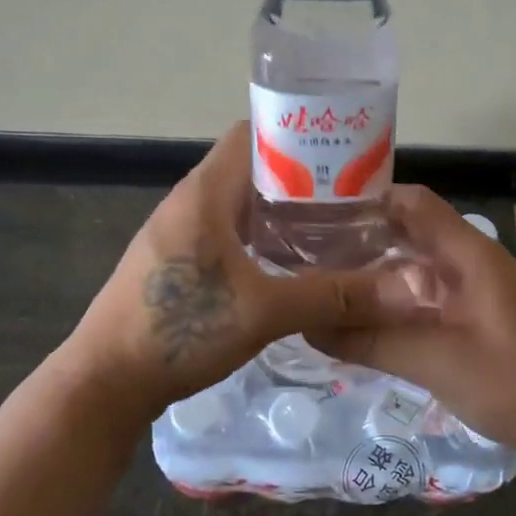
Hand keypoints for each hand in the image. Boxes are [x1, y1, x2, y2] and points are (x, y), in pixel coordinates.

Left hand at [64, 122, 427, 427]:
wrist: (105, 382)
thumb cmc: (180, 330)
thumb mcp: (265, 311)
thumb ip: (335, 296)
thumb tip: (410, 290)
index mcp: (205, 191)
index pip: (256, 134)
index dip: (301, 136)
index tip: (345, 156)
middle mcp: (189, 200)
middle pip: (251, 169)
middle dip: (301, 179)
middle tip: (352, 200)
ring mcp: (178, 232)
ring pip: (239, 205)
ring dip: (280, 213)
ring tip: (331, 231)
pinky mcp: (174, 262)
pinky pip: (225, 233)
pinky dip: (259, 239)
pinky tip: (288, 266)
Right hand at [312, 186, 515, 458]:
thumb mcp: (436, 362)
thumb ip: (372, 341)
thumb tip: (309, 325)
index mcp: (468, 254)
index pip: (412, 202)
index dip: (366, 200)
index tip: (318, 215)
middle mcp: (470, 263)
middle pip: (409, 233)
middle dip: (361, 241)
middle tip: (306, 256)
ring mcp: (475, 291)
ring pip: (415, 269)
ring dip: (375, 275)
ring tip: (323, 287)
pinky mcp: (476, 318)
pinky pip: (425, 298)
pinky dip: (394, 303)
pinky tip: (362, 321)